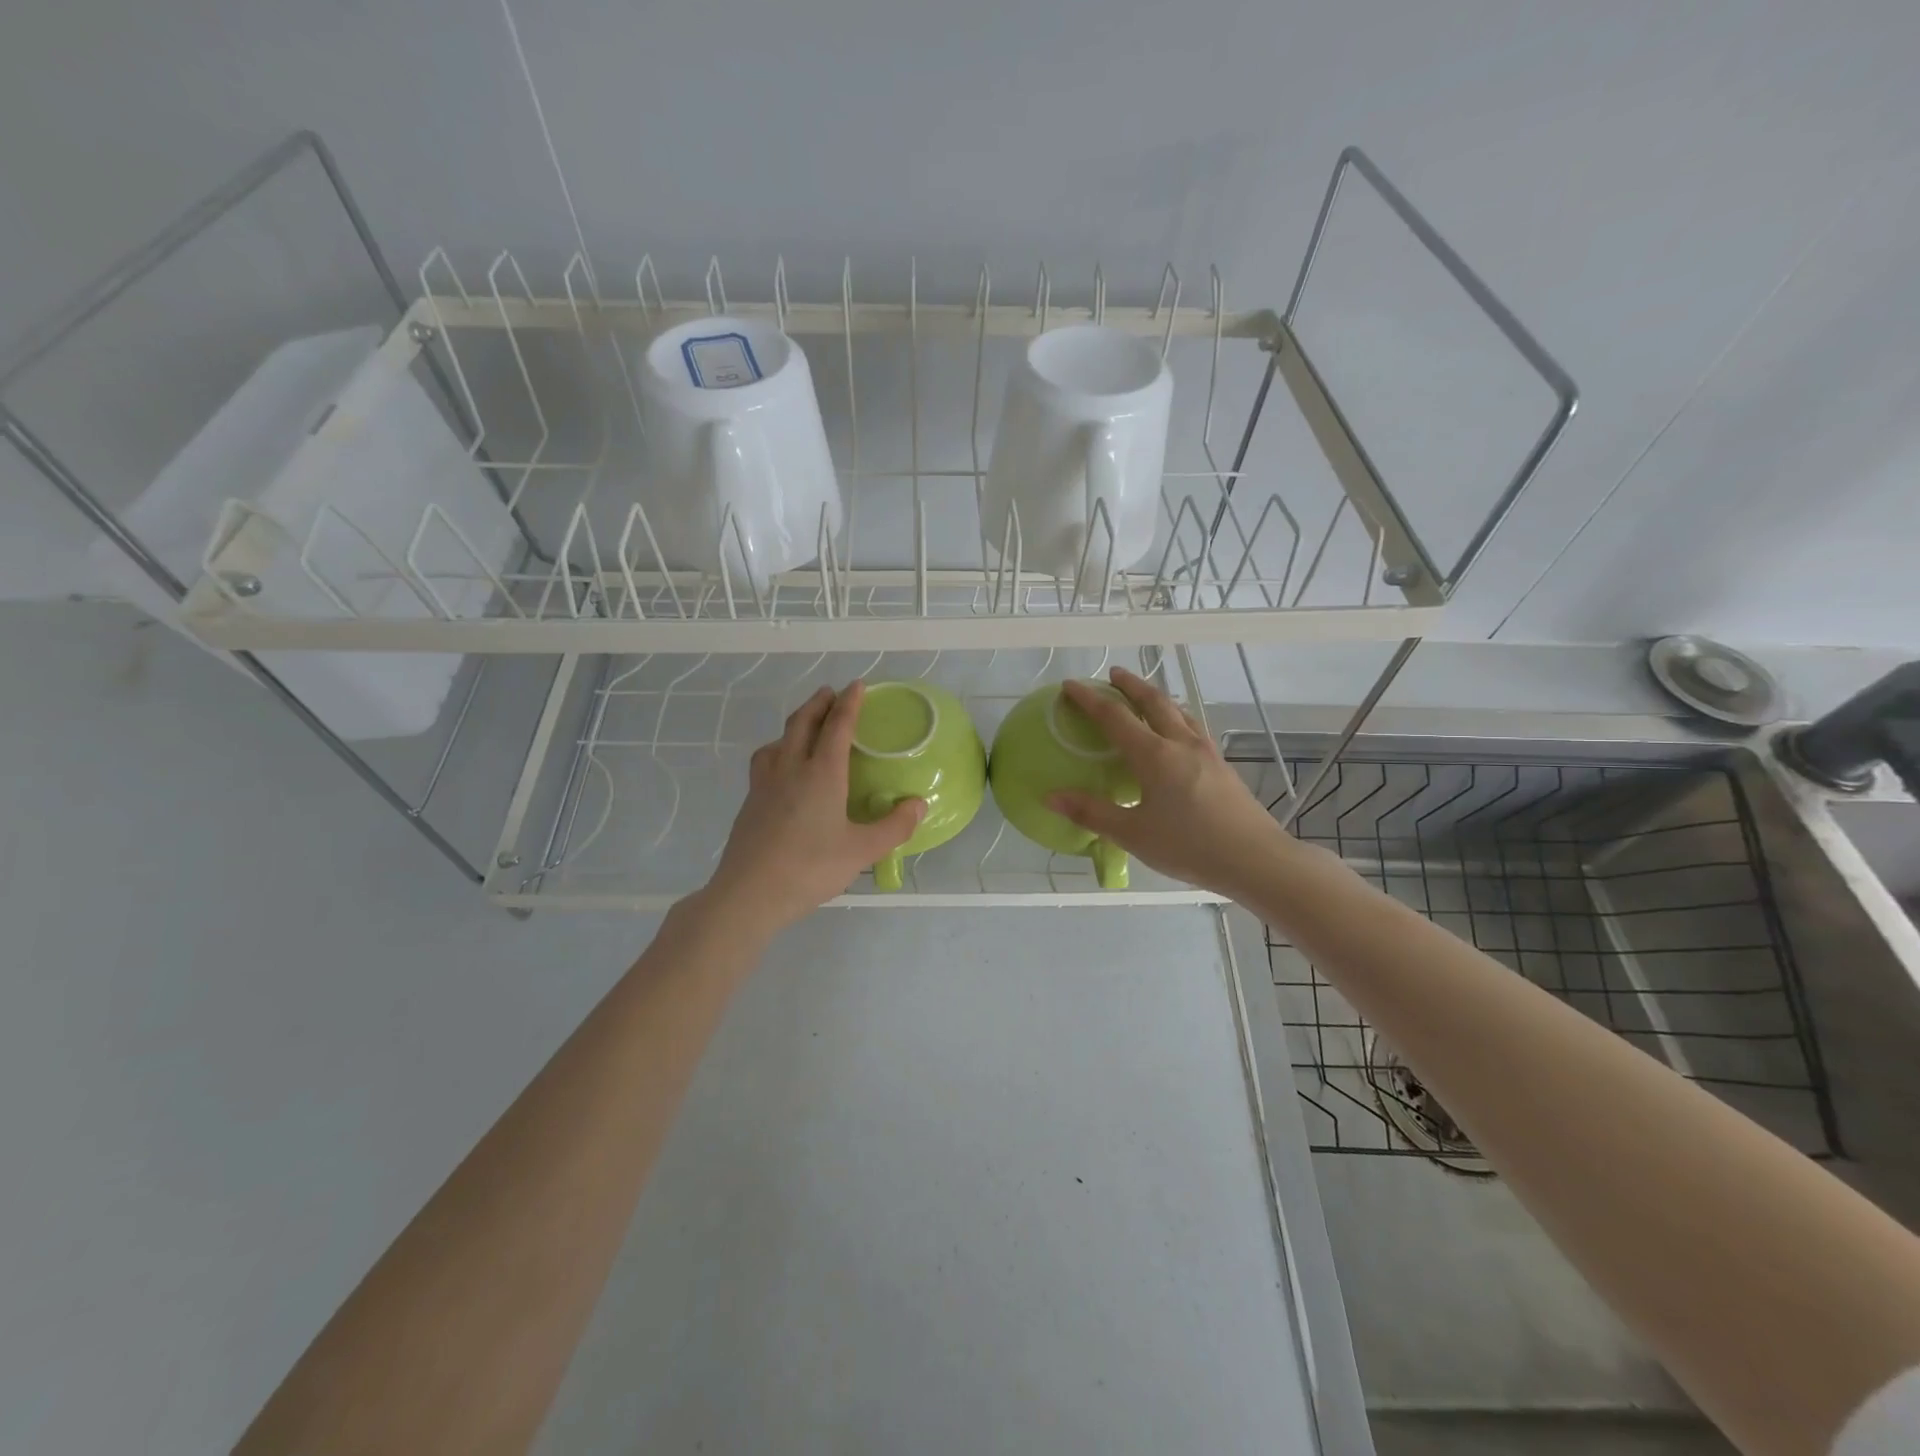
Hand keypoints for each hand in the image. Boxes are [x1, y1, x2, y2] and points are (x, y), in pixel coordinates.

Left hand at [704, 682, 925, 934]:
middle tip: (830, 693)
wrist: (749, 893)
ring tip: (804, 728)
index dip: (849, 703)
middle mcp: (790, 769)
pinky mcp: (750, 802)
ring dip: (793, 725)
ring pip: (778, 740)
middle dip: (818, 703)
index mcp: (822, 773)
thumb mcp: (862, 851)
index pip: (837, 726)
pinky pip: (765, 761)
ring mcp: (764, 784)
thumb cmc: (810, 868)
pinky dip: (778, 750)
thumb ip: (894, 826)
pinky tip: (782, 770)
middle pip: (802, 723)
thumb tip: (919, 804)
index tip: (857, 685)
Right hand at [1047, 667, 1294, 898]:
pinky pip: (1192, 726)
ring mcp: (1205, 751)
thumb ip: (1092, 813)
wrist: (1256, 859)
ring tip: (1143, 696)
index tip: (1070, 686)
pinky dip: (1175, 716)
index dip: (1089, 699)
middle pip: (1153, 701)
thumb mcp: (1133, 834)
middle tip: (1113, 674)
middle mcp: (1180, 743)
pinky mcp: (1221, 764)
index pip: (1114, 716)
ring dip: (1156, 696)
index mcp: (1154, 756)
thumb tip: (1051, 797)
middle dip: (1130, 684)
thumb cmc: (1190, 846)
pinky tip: (1177, 731)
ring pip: (1178, 711)